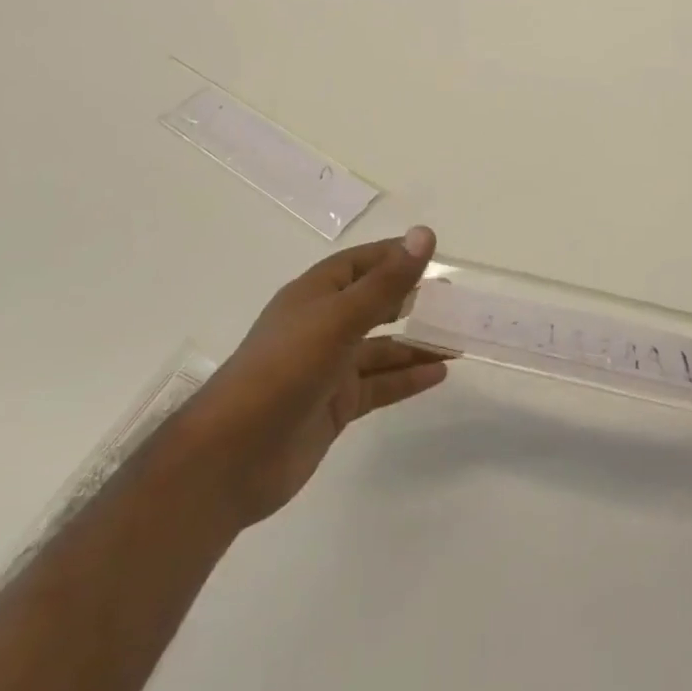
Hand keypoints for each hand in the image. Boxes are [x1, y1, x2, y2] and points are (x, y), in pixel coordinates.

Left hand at [188, 227, 448, 530]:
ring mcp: (327, 368)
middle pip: (373, 305)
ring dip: (416, 344)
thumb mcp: (340, 318)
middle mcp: (321, 326)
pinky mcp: (333, 406)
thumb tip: (424, 234)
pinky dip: (407, 378)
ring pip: (381, 349)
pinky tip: (439, 374)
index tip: (433, 255)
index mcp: (315, 295)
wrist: (233, 456)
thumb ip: (386, 282)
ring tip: (458, 340)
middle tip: (453, 302)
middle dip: (411, 301)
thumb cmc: (284, 369)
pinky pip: (378, 385)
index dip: (394, 256)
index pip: (360, 263)